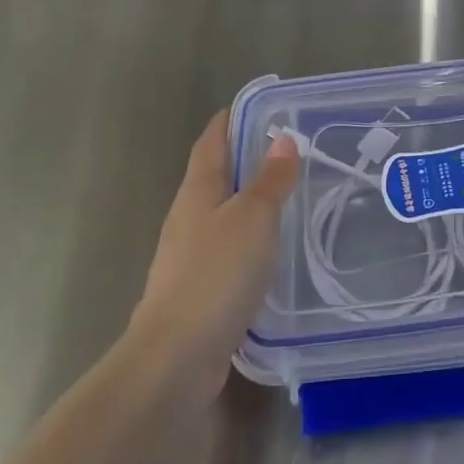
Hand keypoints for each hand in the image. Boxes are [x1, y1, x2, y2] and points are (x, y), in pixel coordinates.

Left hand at [124, 113, 299, 401]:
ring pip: (221, 213)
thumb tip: (283, 139)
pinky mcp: (198, 288)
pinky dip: (248, 238)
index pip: (211, 142)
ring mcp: (189, 255)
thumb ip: (270, 180)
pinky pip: (227, 248)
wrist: (177, 355)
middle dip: (243, 159)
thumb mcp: (253, 218)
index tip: (255, 107)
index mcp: (198, 191)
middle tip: (285, 149)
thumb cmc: (216, 274)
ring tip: (286, 195)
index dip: (229, 121)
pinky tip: (270, 249)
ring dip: (248, 200)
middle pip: (214, 175)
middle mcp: (188, 217)